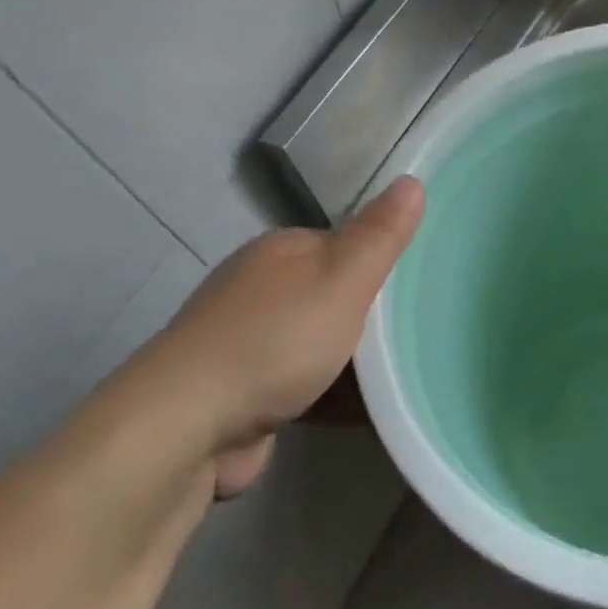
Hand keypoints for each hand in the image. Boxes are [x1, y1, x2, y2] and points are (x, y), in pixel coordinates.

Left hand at [110, 178, 423, 493]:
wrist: (187, 427)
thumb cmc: (275, 342)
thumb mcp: (342, 280)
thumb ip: (380, 235)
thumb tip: (412, 181)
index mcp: (279, 252)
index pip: (343, 245)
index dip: (381, 263)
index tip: (420, 288)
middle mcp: (257, 290)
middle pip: (331, 295)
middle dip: (370, 317)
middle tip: (418, 334)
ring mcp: (244, 343)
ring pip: (318, 343)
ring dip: (353, 362)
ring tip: (405, 374)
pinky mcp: (241, 394)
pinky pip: (303, 387)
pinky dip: (331, 397)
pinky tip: (366, 413)